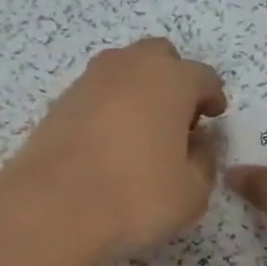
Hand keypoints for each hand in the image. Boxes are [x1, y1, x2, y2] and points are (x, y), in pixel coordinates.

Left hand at [14, 38, 226, 260]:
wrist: (53, 208)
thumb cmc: (136, 196)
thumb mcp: (192, 192)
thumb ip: (204, 162)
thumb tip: (198, 145)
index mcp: (171, 80)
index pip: (203, 76)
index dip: (212, 97)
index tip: (213, 117)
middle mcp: (130, 67)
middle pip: (160, 57)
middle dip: (174, 80)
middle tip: (178, 119)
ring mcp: (90, 81)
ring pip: (124, 71)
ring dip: (139, 91)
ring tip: (142, 131)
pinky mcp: (60, 102)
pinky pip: (97, 94)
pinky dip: (110, 108)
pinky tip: (110, 142)